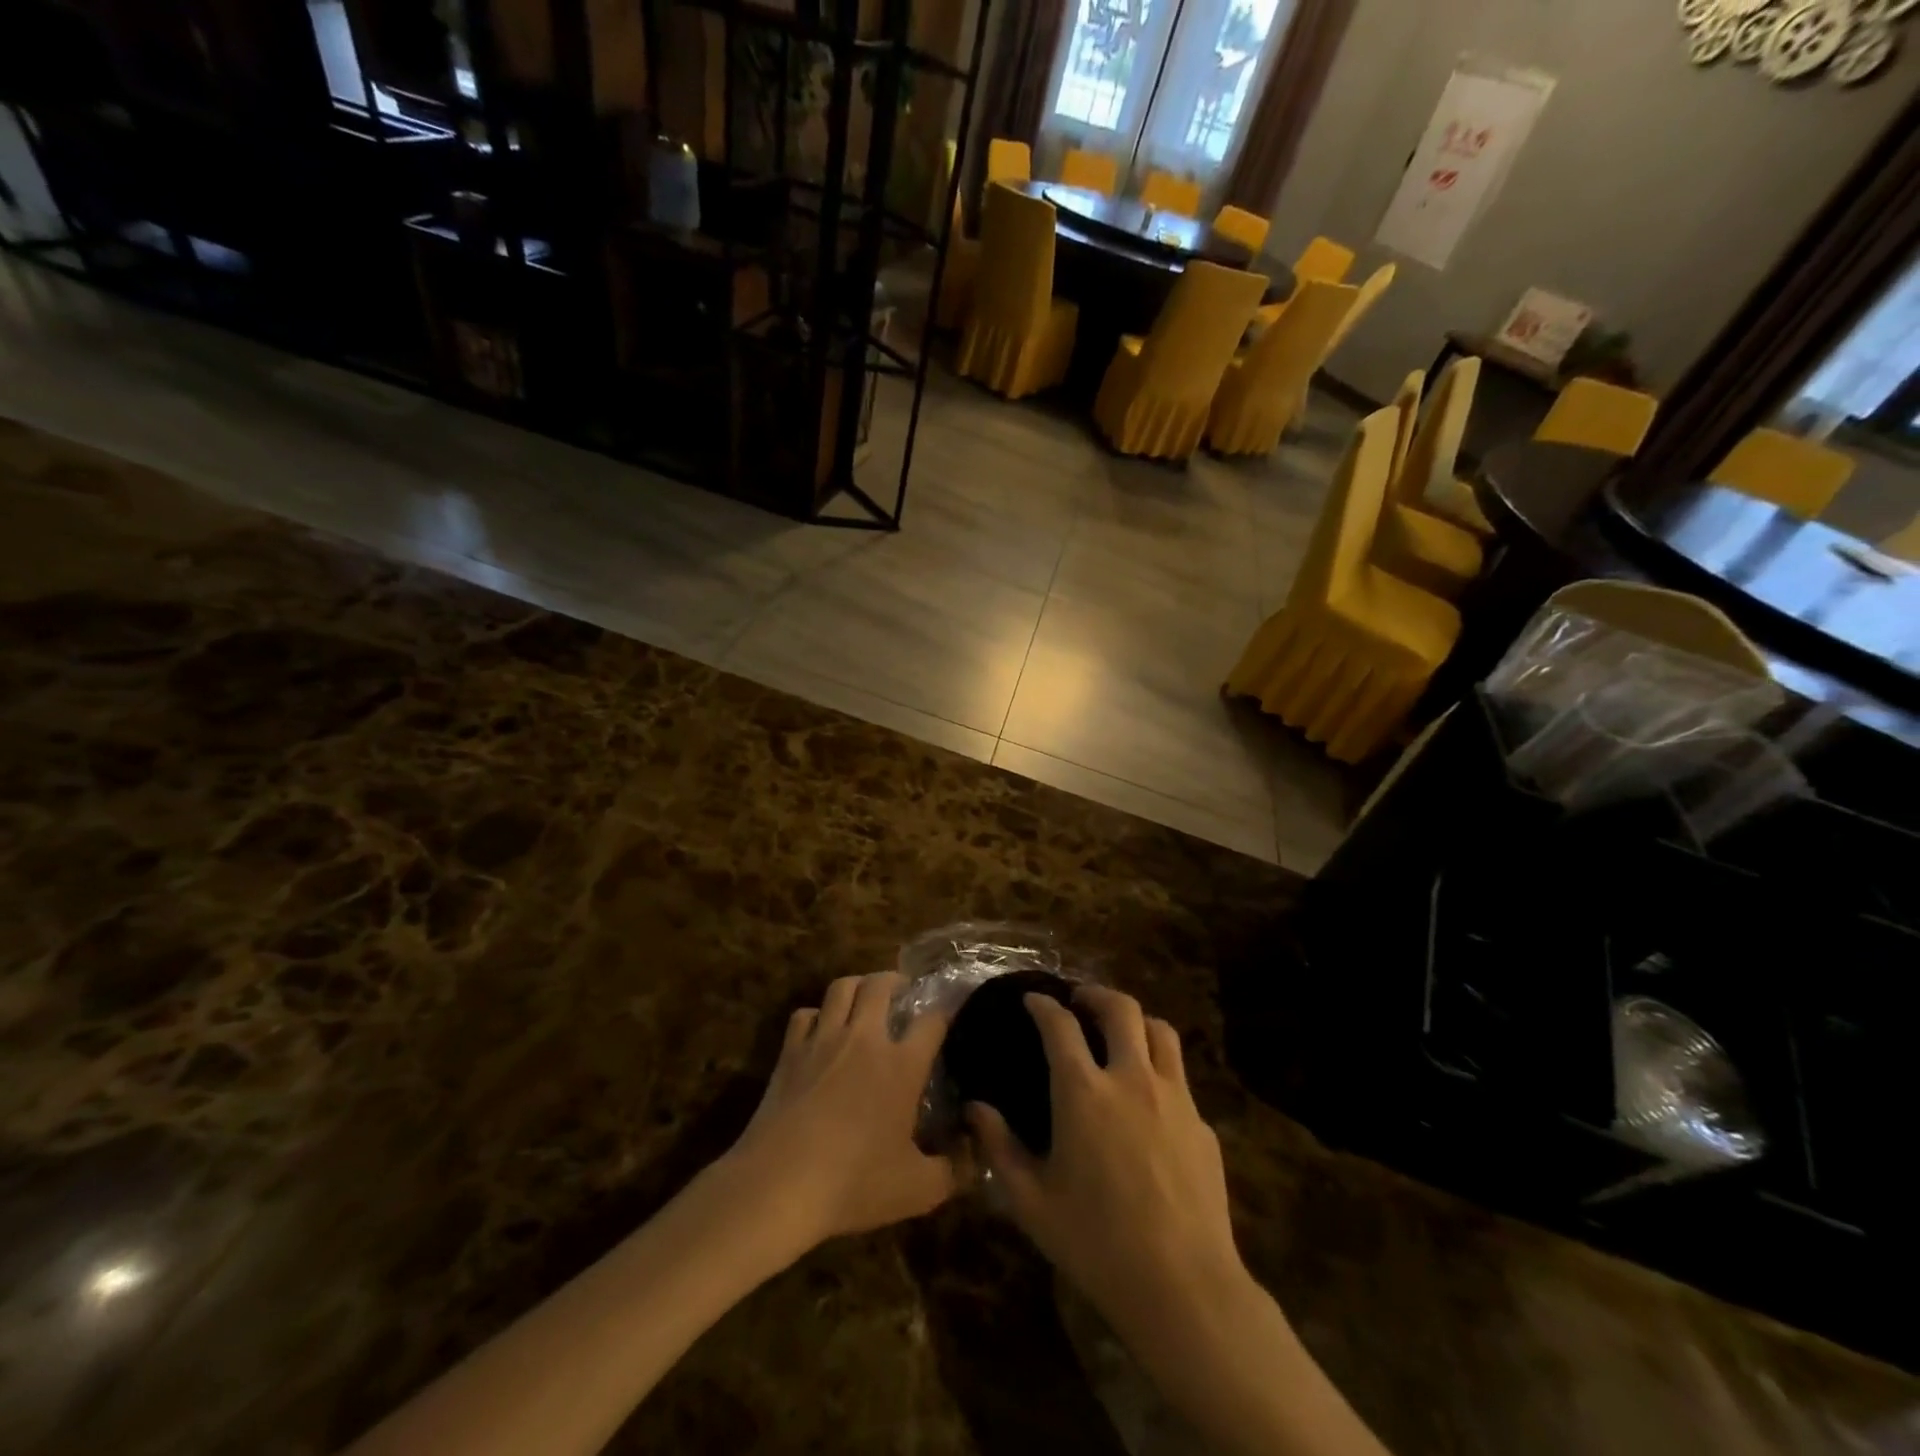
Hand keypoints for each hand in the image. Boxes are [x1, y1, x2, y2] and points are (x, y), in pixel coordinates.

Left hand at [727, 972, 955, 1252]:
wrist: (778, 1185)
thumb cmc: (853, 1184)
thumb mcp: (918, 1190)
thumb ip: (954, 1169)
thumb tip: (975, 1150)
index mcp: (901, 1065)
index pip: (933, 1019)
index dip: (948, 1010)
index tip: (954, 1010)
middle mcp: (864, 1039)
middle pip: (881, 985)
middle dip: (896, 981)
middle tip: (903, 991)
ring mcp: (823, 1039)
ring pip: (842, 987)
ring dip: (858, 985)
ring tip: (865, 997)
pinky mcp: (790, 1050)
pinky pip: (805, 1014)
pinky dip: (816, 1015)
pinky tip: (820, 1030)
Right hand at [967, 986, 1247, 1337]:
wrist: (1183, 1287)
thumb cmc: (1096, 1242)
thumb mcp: (1031, 1201)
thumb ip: (999, 1147)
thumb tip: (975, 1109)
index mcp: (1083, 1092)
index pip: (1060, 1025)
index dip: (1043, 1005)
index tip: (1033, 999)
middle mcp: (1131, 1078)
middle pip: (1120, 1008)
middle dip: (1095, 994)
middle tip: (1080, 1001)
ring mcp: (1174, 1097)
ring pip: (1160, 1030)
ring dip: (1136, 1020)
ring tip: (1121, 1032)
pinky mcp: (1202, 1124)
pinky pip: (1179, 1078)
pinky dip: (1159, 1070)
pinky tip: (1149, 1100)